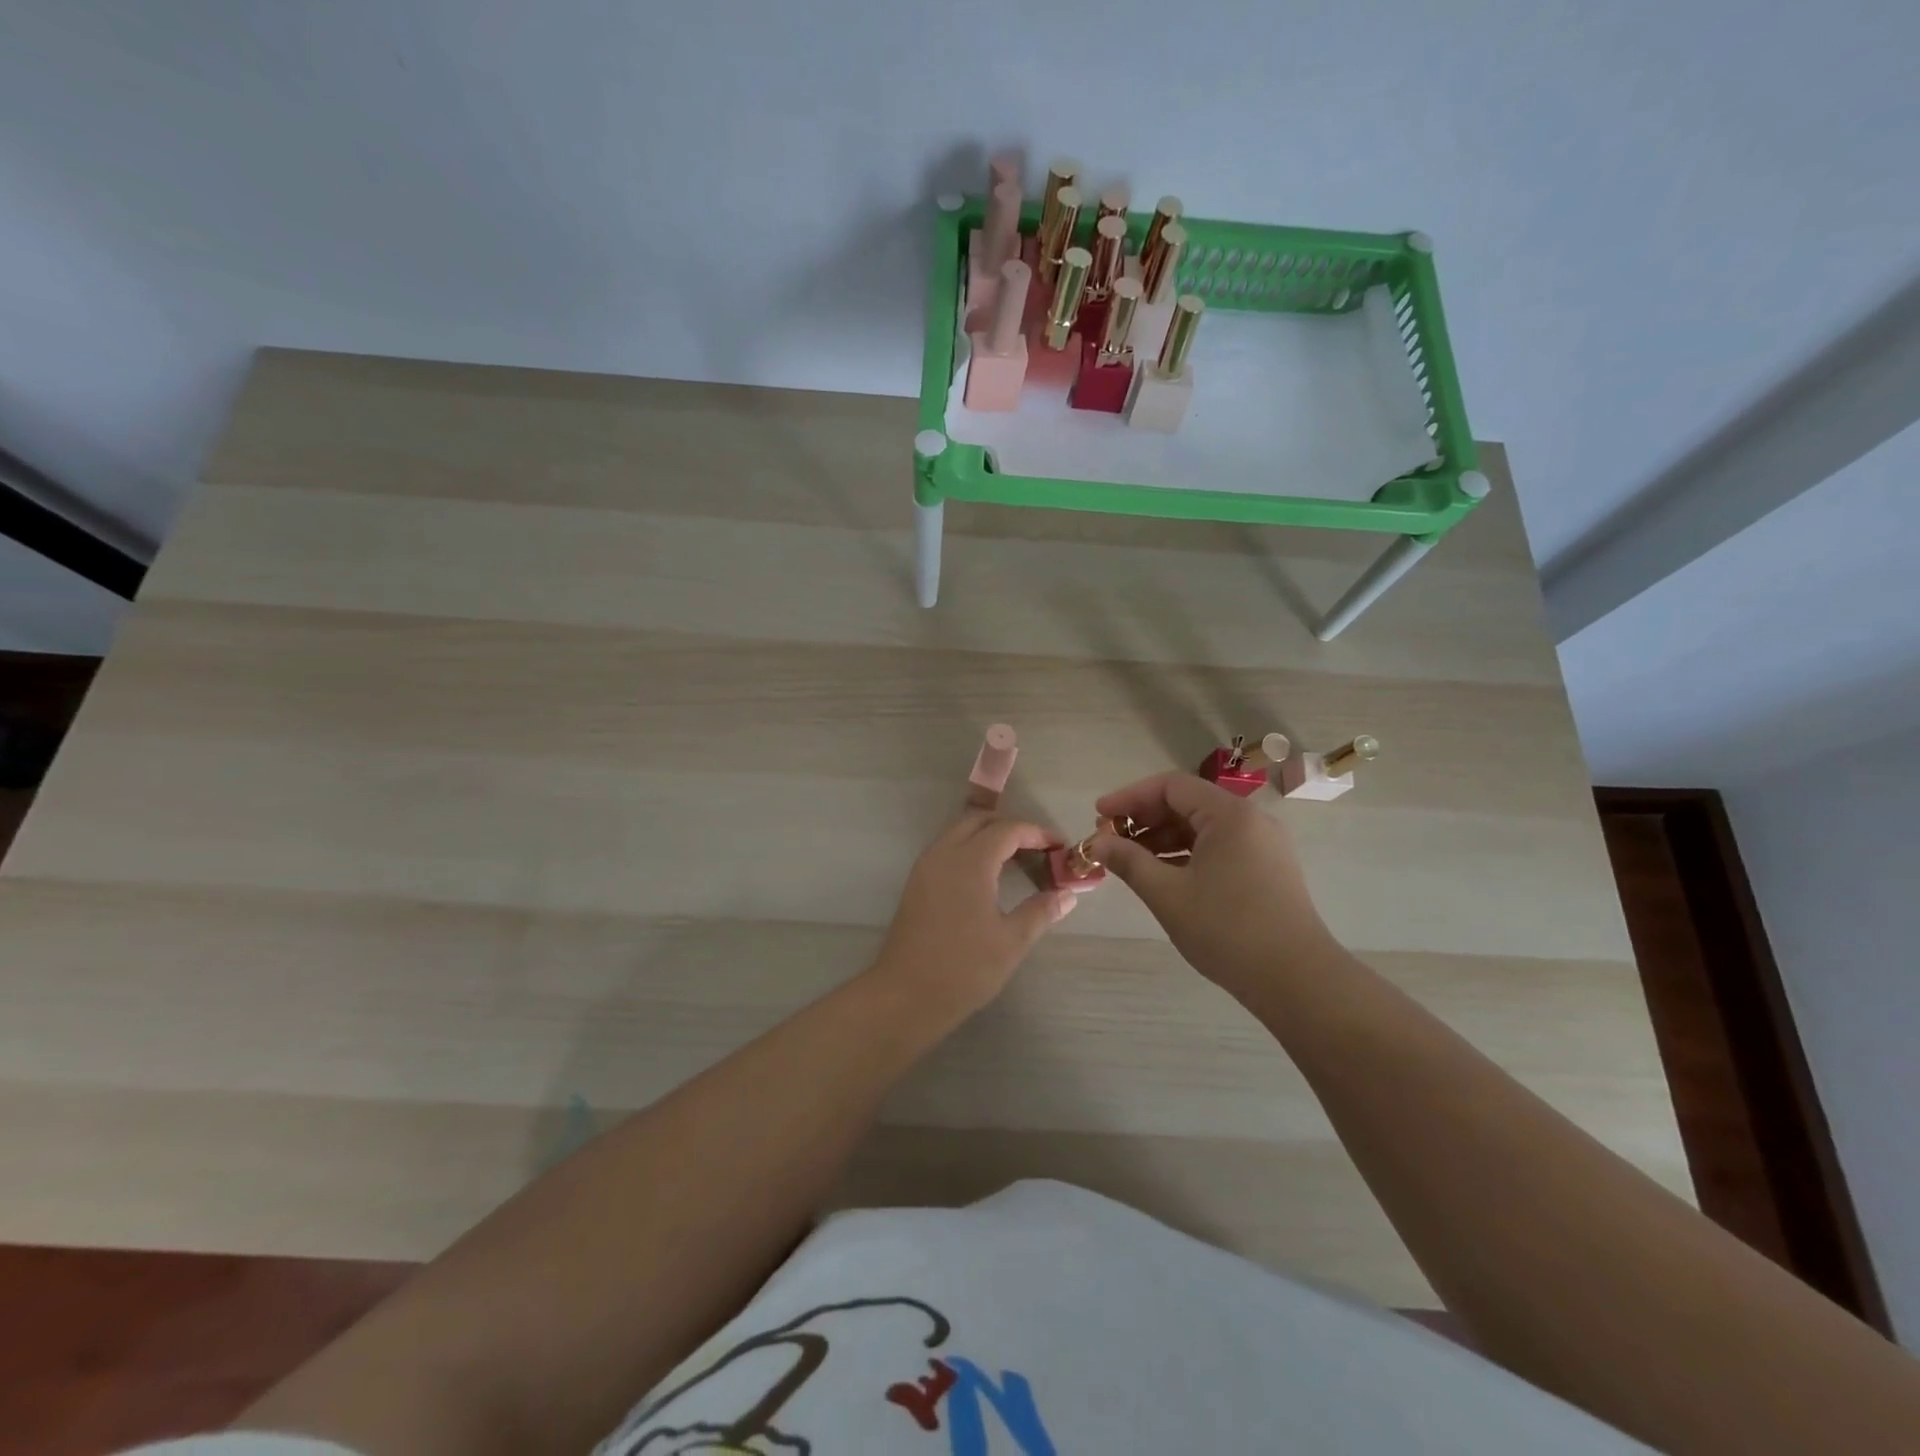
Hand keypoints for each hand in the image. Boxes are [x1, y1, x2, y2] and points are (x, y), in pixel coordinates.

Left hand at [869, 812, 1078, 1017]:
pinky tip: (988, 876)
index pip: (1007, 830)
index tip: (1060, 848)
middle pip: (979, 820)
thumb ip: (1040, 911)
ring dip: (988, 835)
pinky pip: (947, 849)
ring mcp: (926, 867)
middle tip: (1039, 849)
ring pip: (959, 831)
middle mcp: (944, 854)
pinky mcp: (916, 882)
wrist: (905, 995)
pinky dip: (970, 848)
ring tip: (1017, 859)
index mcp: (969, 861)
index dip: (1037, 833)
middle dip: (1011, 827)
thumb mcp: (1011, 941)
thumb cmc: (964, 968)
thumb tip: (1067, 894)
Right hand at [1089, 773, 1336, 999]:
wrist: (1297, 980)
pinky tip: (1164, 875)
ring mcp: (1263, 845)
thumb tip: (1096, 843)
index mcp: (1229, 815)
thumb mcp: (1167, 894)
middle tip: (1110, 840)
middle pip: (1188, 803)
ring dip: (1163, 837)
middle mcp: (1251, 820)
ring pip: (1203, 827)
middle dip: (1144, 818)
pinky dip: (1187, 854)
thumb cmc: (1227, 930)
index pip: (1170, 786)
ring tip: (1131, 860)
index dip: (1129, 797)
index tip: (1099, 815)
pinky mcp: (1268, 869)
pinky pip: (1219, 847)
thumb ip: (1128, 861)